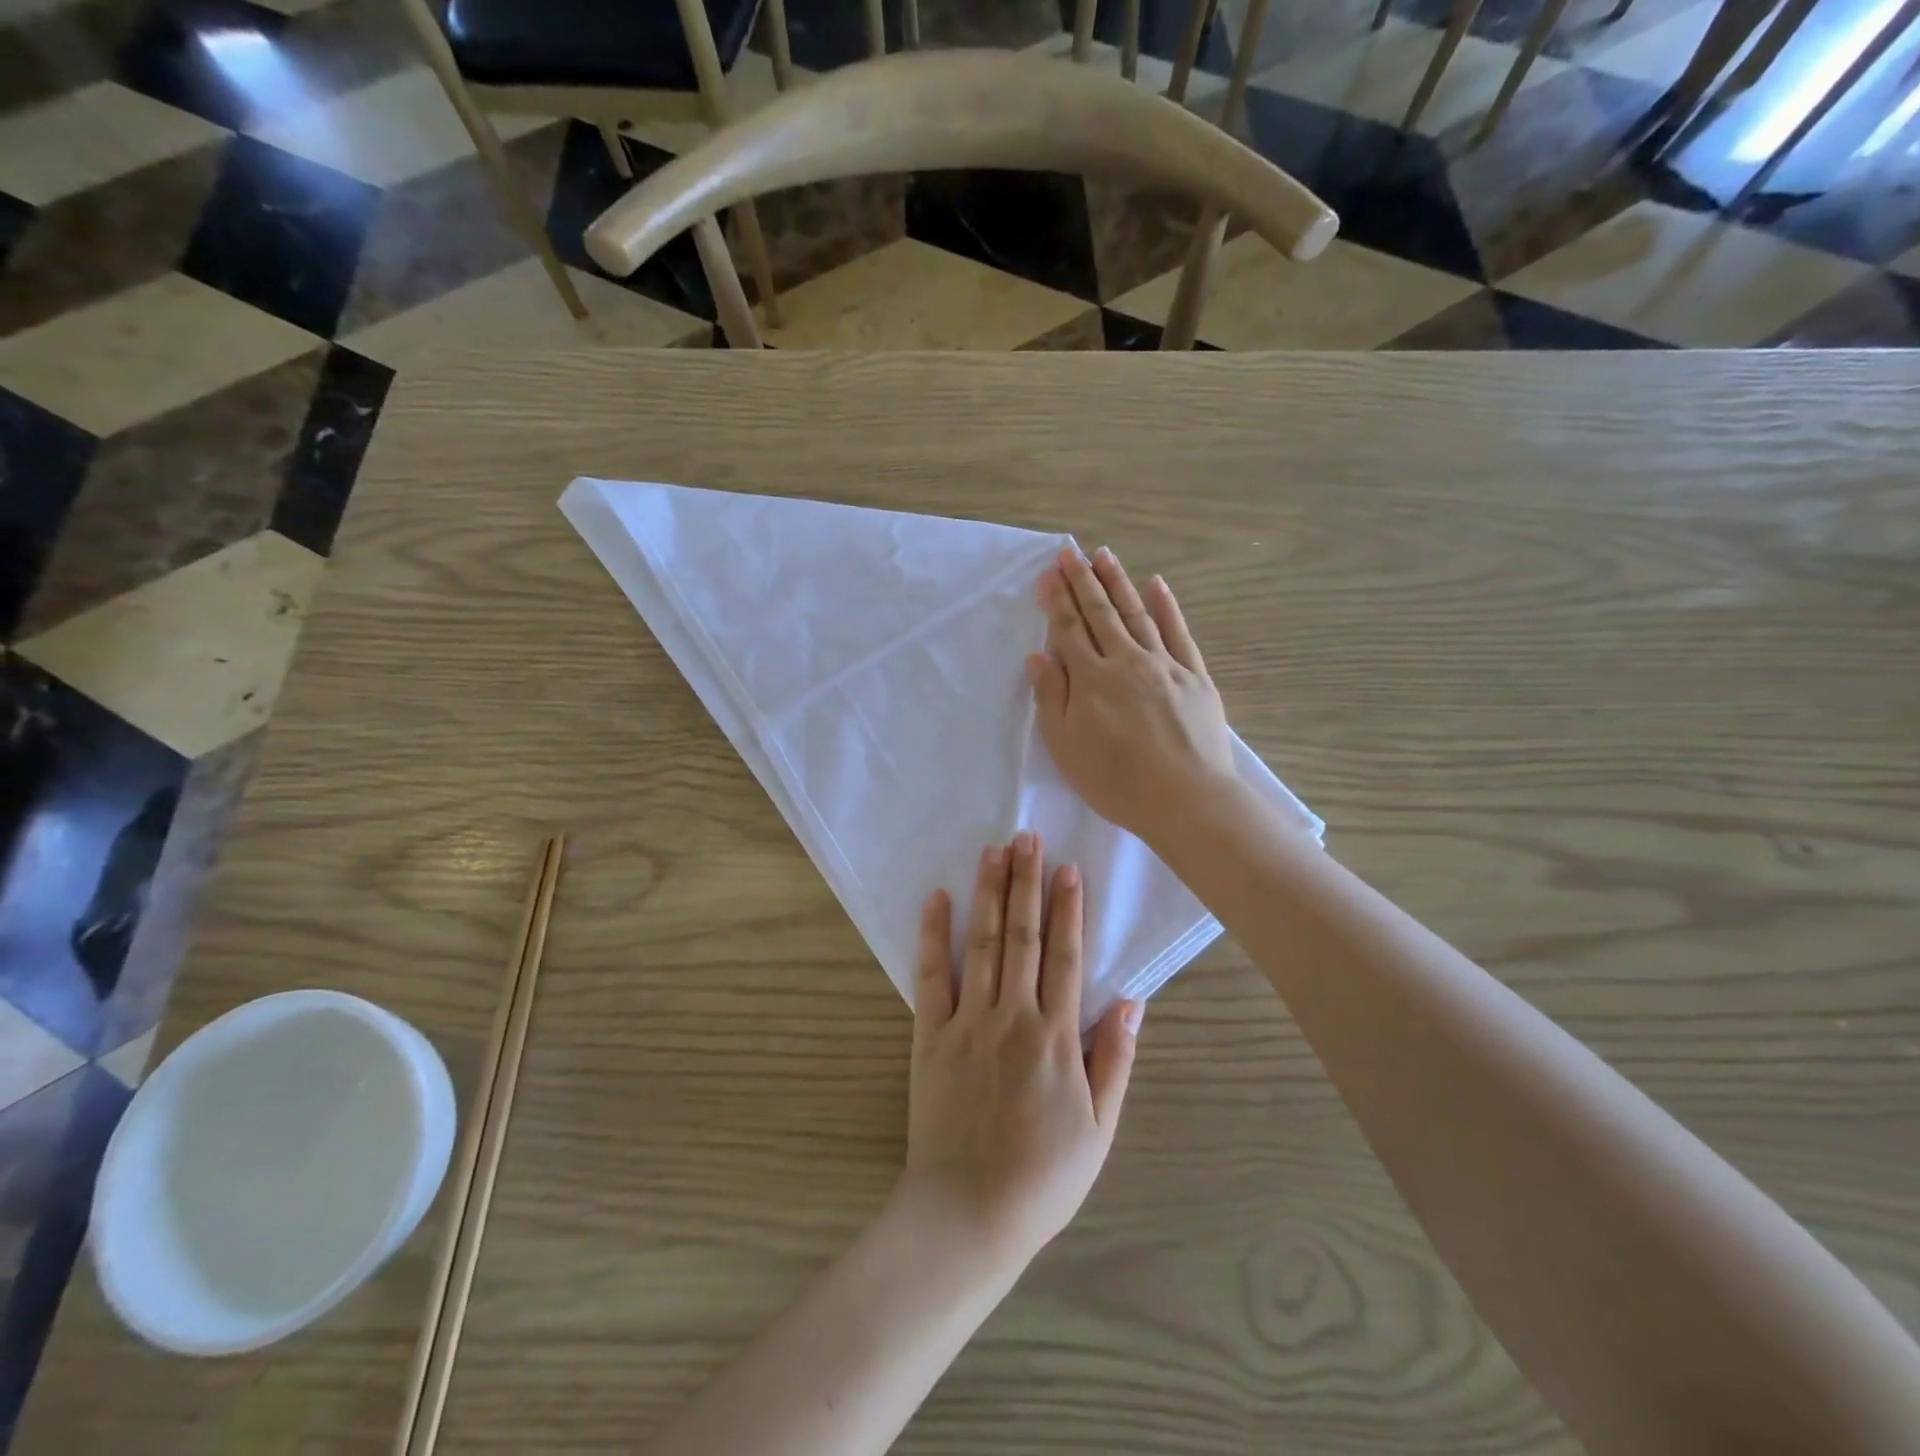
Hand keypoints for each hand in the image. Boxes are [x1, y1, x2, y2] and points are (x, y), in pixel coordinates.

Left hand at [900, 834, 1140, 1271]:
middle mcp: (1012, 1016)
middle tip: (1028, 836)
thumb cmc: (1043, 1176)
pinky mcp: (929, 1035)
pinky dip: (933, 935)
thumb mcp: (1099, 1129)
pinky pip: (931, 976)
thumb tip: (1133, 1000)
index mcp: (1056, 1037)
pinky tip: (936, 898)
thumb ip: (1114, 1060)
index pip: (1065, 956)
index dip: (1068, 908)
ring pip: (981, 944)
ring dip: (988, 893)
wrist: (968, 1214)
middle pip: (1021, 936)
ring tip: (993, 850)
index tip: (1068, 867)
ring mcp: (967, 1022)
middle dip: (1026, 882)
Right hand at [1027, 546, 1238, 846]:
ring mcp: (1165, 665)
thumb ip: (1051, 697)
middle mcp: (1127, 661)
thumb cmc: (1116, 781)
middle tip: (1071, 551)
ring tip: (1104, 556)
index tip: (1048, 573)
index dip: (1056, 600)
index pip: (1069, 630)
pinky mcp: (1195, 677)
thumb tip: (1038, 655)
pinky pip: (1179, 633)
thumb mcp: (1066, 747)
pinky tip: (1157, 585)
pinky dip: (1167, 607)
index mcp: (1092, 679)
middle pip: (1101, 613)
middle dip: (1083, 581)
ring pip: (1137, 614)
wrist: (1186, 799)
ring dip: (1119, 583)